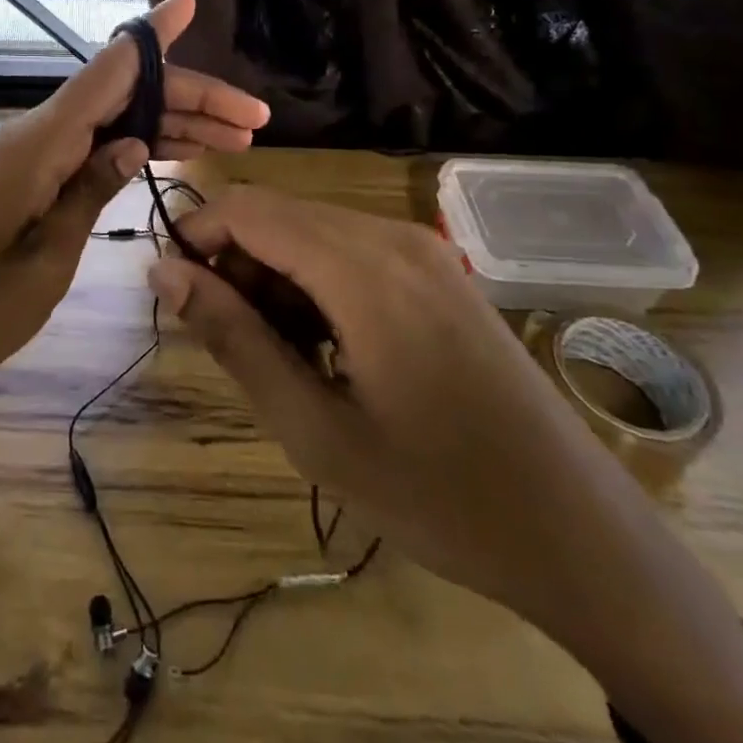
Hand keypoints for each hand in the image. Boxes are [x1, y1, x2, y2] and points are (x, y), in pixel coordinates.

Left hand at [0, 0, 269, 394]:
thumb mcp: (40, 265)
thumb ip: (87, 196)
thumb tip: (136, 142)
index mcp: (38, 146)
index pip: (107, 72)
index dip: (152, 36)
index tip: (188, 1)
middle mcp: (36, 138)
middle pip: (122, 97)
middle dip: (189, 100)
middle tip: (254, 122)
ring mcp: (29, 159)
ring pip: (112, 122)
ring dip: (170, 126)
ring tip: (235, 141)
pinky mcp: (25, 182)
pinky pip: (89, 149)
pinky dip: (133, 150)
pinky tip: (173, 155)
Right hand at [145, 187, 592, 603]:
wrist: (578, 532)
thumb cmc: (437, 493)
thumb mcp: (314, 428)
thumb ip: (234, 338)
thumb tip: (164, 272)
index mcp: (362, 267)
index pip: (247, 209)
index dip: (195, 236)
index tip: (174, 293)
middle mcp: (391, 236)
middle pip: (278, 214)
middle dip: (234, 261)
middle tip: (229, 340)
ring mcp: (423, 249)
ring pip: (311, 229)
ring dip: (273, 274)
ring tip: (278, 354)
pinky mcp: (438, 270)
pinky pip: (350, 248)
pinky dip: (314, 279)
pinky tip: (327, 346)